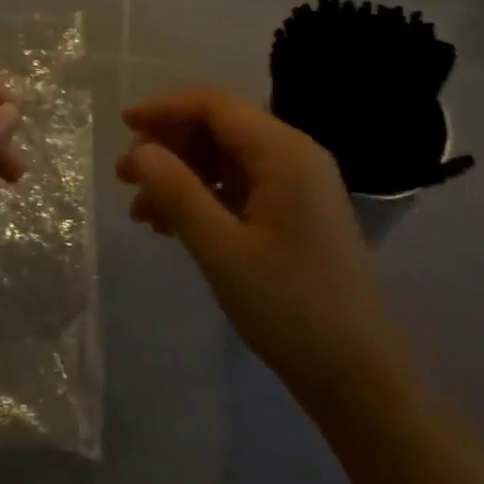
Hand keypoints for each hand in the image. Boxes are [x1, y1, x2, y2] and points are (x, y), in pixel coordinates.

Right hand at [118, 86, 397, 408]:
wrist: (359, 378)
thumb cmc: (289, 309)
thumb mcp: (222, 251)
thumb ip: (177, 193)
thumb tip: (139, 151)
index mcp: (283, 152)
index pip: (215, 105)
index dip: (165, 108)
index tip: (123, 126)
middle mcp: (295, 154)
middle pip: (220, 127)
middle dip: (170, 146)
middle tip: (126, 177)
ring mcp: (299, 183)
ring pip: (227, 157)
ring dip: (183, 174)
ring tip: (142, 211)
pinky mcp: (297, 210)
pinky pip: (242, 184)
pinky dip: (206, 196)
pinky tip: (175, 225)